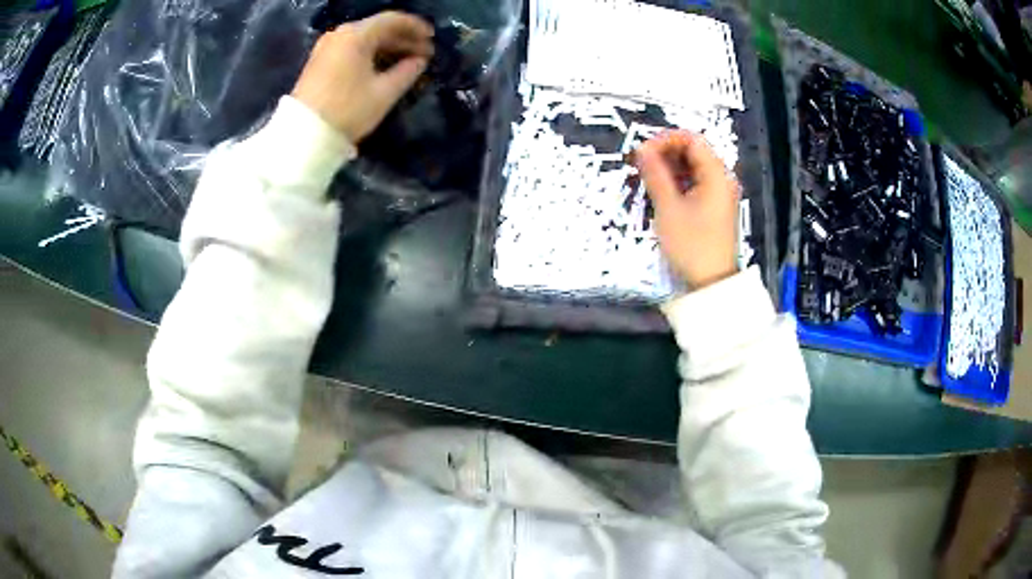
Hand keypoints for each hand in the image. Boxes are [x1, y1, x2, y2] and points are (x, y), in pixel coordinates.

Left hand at [292, 12, 434, 143]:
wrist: (304, 135)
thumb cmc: (347, 110)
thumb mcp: (384, 92)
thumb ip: (407, 71)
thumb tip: (419, 61)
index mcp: (356, 35)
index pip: (393, 20)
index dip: (416, 27)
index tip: (433, 38)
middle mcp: (340, 34)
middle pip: (378, 28)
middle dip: (403, 39)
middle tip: (424, 54)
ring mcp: (327, 47)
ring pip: (365, 39)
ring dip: (388, 47)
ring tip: (408, 62)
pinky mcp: (320, 61)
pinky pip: (352, 49)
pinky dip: (371, 54)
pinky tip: (384, 67)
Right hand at [635, 130, 738, 289]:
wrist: (712, 283)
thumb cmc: (692, 245)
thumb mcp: (669, 208)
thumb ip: (655, 174)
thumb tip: (641, 148)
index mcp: (716, 175)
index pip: (691, 139)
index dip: (665, 140)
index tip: (642, 152)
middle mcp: (721, 179)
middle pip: (692, 151)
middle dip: (664, 153)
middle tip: (640, 166)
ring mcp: (719, 193)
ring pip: (692, 167)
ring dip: (668, 168)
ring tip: (646, 179)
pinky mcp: (714, 206)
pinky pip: (694, 183)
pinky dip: (677, 182)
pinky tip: (660, 192)